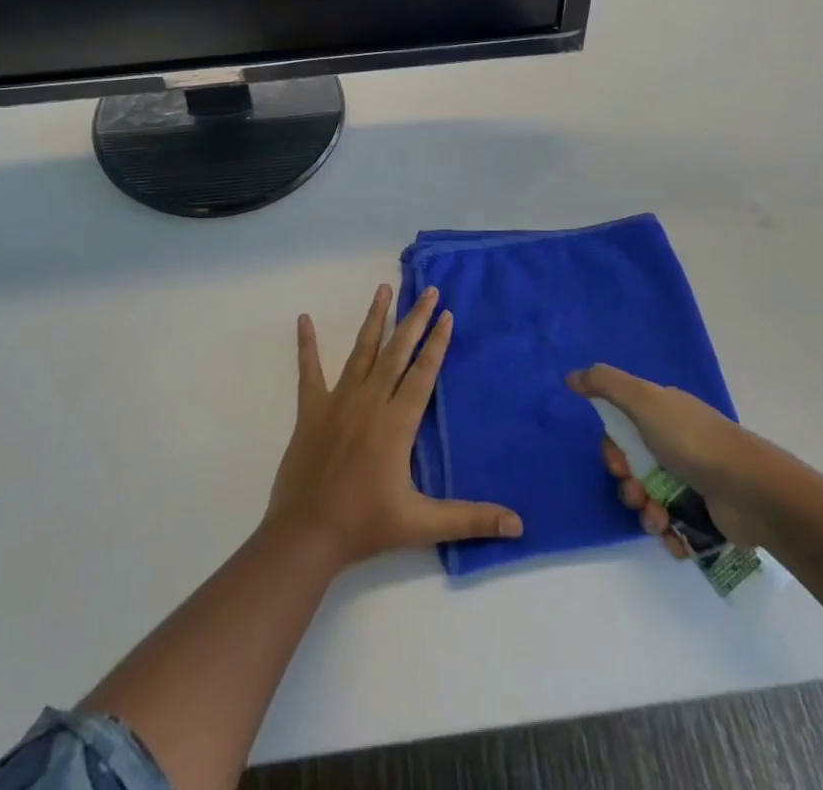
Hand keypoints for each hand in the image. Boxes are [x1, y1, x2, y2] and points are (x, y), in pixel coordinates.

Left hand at [265, 284, 522, 569]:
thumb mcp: (422, 524)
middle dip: (415, 319)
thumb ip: (470, 518)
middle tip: (428, 290)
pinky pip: (309, 369)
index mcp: (396, 422)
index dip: (437, 342)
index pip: (423, 373)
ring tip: (384, 288)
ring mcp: (338, 400)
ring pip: (361, 350)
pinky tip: (304, 319)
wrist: (307, 534)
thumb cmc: (365, 525)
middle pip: (397, 351)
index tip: (447, 313)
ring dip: (375, 318)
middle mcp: (370, 401)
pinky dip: (307, 344)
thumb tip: (518, 525)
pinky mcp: (311, 408)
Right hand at [567, 363, 773, 554]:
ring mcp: (693, 481)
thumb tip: (571, 377)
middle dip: (629, 485)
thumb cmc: (692, 440)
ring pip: (651, 500)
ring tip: (661, 520)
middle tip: (639, 493)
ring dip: (648, 514)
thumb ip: (606, 384)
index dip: (613, 450)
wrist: (750, 490)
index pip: (622, 431)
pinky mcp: (706, 516)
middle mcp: (676, 444)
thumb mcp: (644, 400)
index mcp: (663, 415)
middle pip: (634, 468)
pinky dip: (670, 535)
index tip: (618, 462)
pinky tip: (676, 536)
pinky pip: (674, 528)